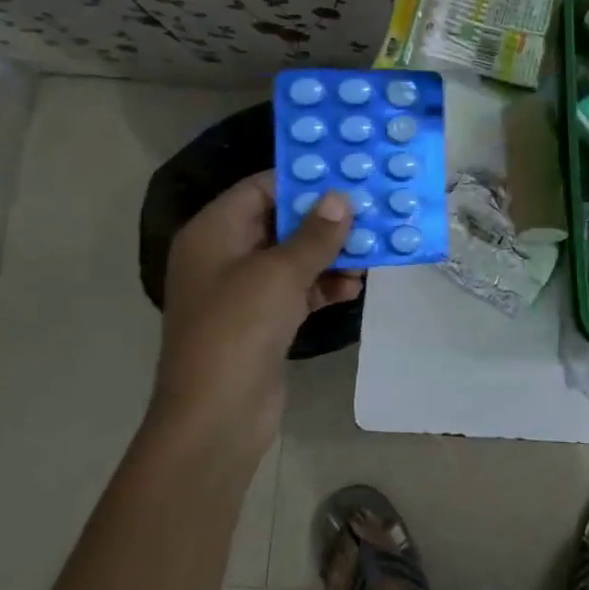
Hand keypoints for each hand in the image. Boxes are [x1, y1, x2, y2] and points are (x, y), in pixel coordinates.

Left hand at [150, 174, 361, 460]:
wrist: (217, 416)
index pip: (260, 188)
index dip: (303, 180)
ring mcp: (244, 291)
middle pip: (281, 222)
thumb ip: (315, 234)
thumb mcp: (280, 273)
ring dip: (332, 254)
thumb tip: (342, 197)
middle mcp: (225, 255)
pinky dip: (325, 285)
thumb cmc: (239, 329)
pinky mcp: (262, 321)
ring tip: (375, 248)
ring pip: (294, 257)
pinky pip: (298, 290)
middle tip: (372, 208)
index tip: (347, 173)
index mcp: (214, 233)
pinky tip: (357, 286)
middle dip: (326, 219)